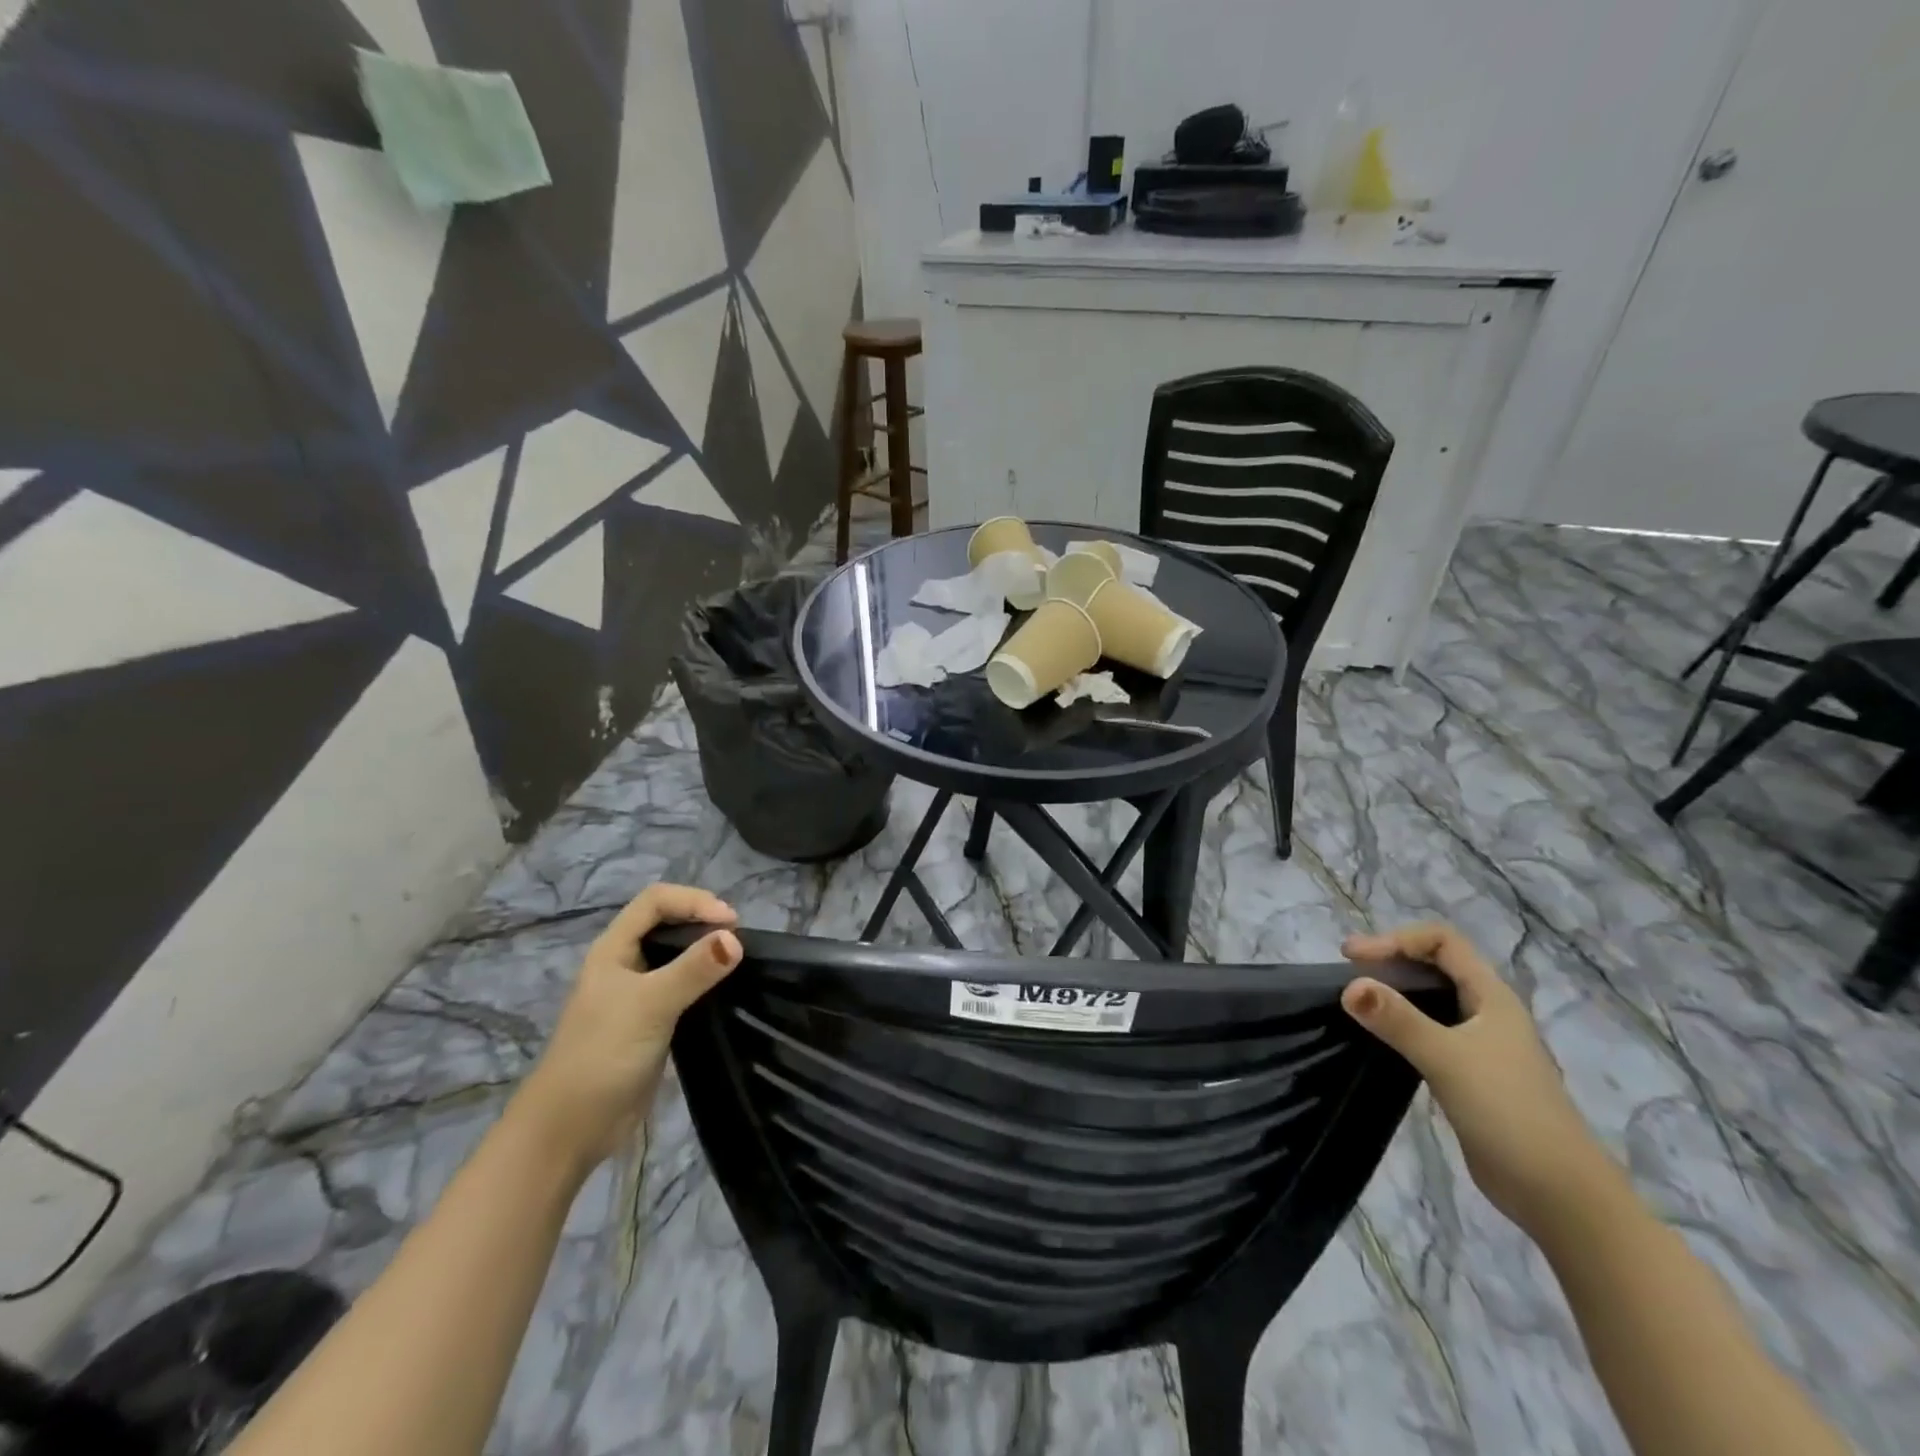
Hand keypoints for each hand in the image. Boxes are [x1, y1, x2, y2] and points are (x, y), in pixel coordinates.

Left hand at [513, 884, 739, 1172]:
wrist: (569, 1130)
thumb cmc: (602, 1055)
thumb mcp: (650, 1005)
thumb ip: (693, 970)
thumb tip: (737, 939)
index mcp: (613, 949)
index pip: (656, 901)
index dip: (693, 901)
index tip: (730, 922)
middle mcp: (625, 964)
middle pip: (667, 923)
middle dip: (703, 922)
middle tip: (739, 941)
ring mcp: (637, 995)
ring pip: (676, 957)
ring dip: (706, 952)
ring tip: (738, 961)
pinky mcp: (651, 1023)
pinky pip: (682, 988)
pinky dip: (705, 982)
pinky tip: (725, 991)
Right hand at [1342, 923, 1617, 1237]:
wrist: (1560, 1196)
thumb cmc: (1509, 1113)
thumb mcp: (1448, 1059)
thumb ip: (1398, 1020)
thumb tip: (1349, 985)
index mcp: (1492, 997)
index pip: (1442, 942)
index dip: (1397, 939)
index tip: (1355, 958)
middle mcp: (1488, 1013)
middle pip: (1435, 966)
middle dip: (1391, 960)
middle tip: (1346, 972)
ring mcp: (1481, 1046)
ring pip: (1432, 1000)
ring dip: (1394, 993)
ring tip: (1355, 1001)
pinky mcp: (1470, 1075)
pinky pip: (1429, 1032)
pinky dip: (1401, 1024)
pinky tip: (1379, 1038)